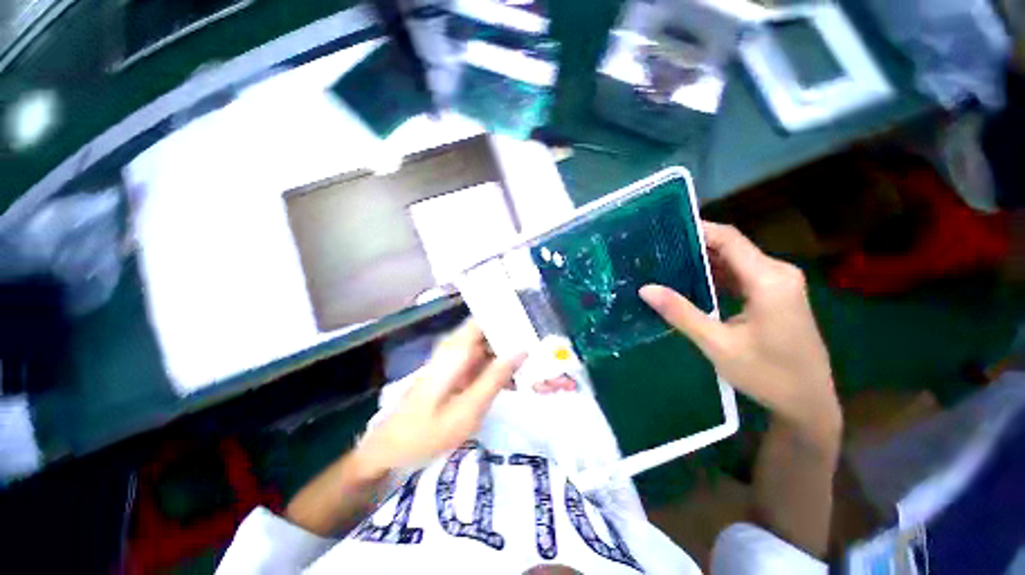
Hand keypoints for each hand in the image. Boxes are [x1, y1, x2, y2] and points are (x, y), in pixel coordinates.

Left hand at [352, 321, 524, 477]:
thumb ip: (495, 377)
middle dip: (512, 335)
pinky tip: (512, 376)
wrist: (388, 450)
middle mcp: (453, 347)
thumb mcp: (468, 410)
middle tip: (540, 345)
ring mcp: (452, 358)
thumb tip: (521, 349)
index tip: (532, 321)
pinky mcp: (452, 370)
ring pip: (485, 345)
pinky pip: (479, 359)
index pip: (485, 318)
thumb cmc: (426, 433)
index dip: (508, 316)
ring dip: (506, 351)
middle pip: (488, 330)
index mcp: (456, 349)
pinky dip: (496, 364)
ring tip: (533, 358)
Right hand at [640, 222, 840, 443]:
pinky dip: (717, 276)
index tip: (665, 230)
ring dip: (704, 263)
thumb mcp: (717, 344)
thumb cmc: (766, 375)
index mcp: (769, 280)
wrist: (808, 404)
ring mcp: (780, 284)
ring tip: (668, 265)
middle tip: (659, 252)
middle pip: (732, 247)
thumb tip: (646, 289)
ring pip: (736, 261)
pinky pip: (742, 275)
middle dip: (695, 247)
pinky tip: (693, 284)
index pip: (729, 239)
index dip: (698, 230)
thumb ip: (681, 313)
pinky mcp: (777, 295)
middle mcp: (778, 273)